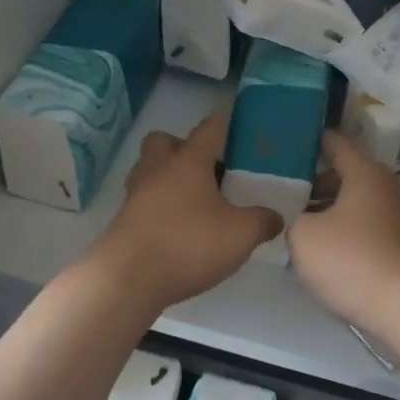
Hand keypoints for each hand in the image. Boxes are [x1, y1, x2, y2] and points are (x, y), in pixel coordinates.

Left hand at [94, 111, 283, 310]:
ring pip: (150, 170)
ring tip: (194, 202)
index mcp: (188, 161)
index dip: (223, 122)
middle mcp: (157, 169)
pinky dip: (159, 208)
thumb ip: (262, 222)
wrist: (127, 279)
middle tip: (206, 170)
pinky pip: (144, 201)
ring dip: (168, 178)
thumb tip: (275, 217)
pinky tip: (178, 229)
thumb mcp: (240, 234)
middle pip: (163, 141)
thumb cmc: (188, 244)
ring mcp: (135, 194)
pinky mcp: (123, 221)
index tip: (234, 120)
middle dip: (182, 148)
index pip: (208, 128)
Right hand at [288, 130, 399, 332]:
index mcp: (365, 173)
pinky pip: (361, 225)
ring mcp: (395, 217)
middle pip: (344, 174)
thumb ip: (293, 218)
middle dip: (314, 180)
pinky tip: (318, 246)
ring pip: (353, 202)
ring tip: (294, 219)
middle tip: (281, 187)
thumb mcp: (303, 235)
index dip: (313, 140)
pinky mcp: (397, 244)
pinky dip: (341, 228)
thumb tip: (300, 220)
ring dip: (326, 207)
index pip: (336, 144)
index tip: (289, 140)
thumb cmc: (350, 259)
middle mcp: (384, 187)